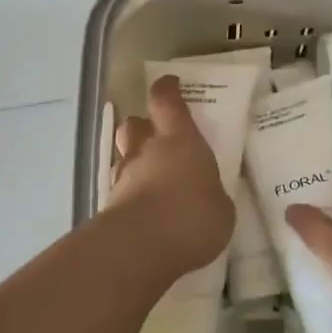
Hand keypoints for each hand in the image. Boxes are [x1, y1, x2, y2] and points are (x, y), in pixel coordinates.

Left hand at [103, 74, 233, 279]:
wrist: (140, 248)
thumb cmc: (192, 216)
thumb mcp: (221, 208)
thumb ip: (213, 196)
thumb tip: (209, 197)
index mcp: (180, 139)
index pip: (166, 100)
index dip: (167, 89)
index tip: (170, 84)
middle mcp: (147, 149)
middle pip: (135, 124)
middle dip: (144, 126)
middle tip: (158, 137)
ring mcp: (124, 177)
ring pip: (125, 156)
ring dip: (135, 162)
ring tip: (152, 179)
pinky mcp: (110, 206)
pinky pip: (122, 190)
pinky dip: (131, 195)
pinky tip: (146, 212)